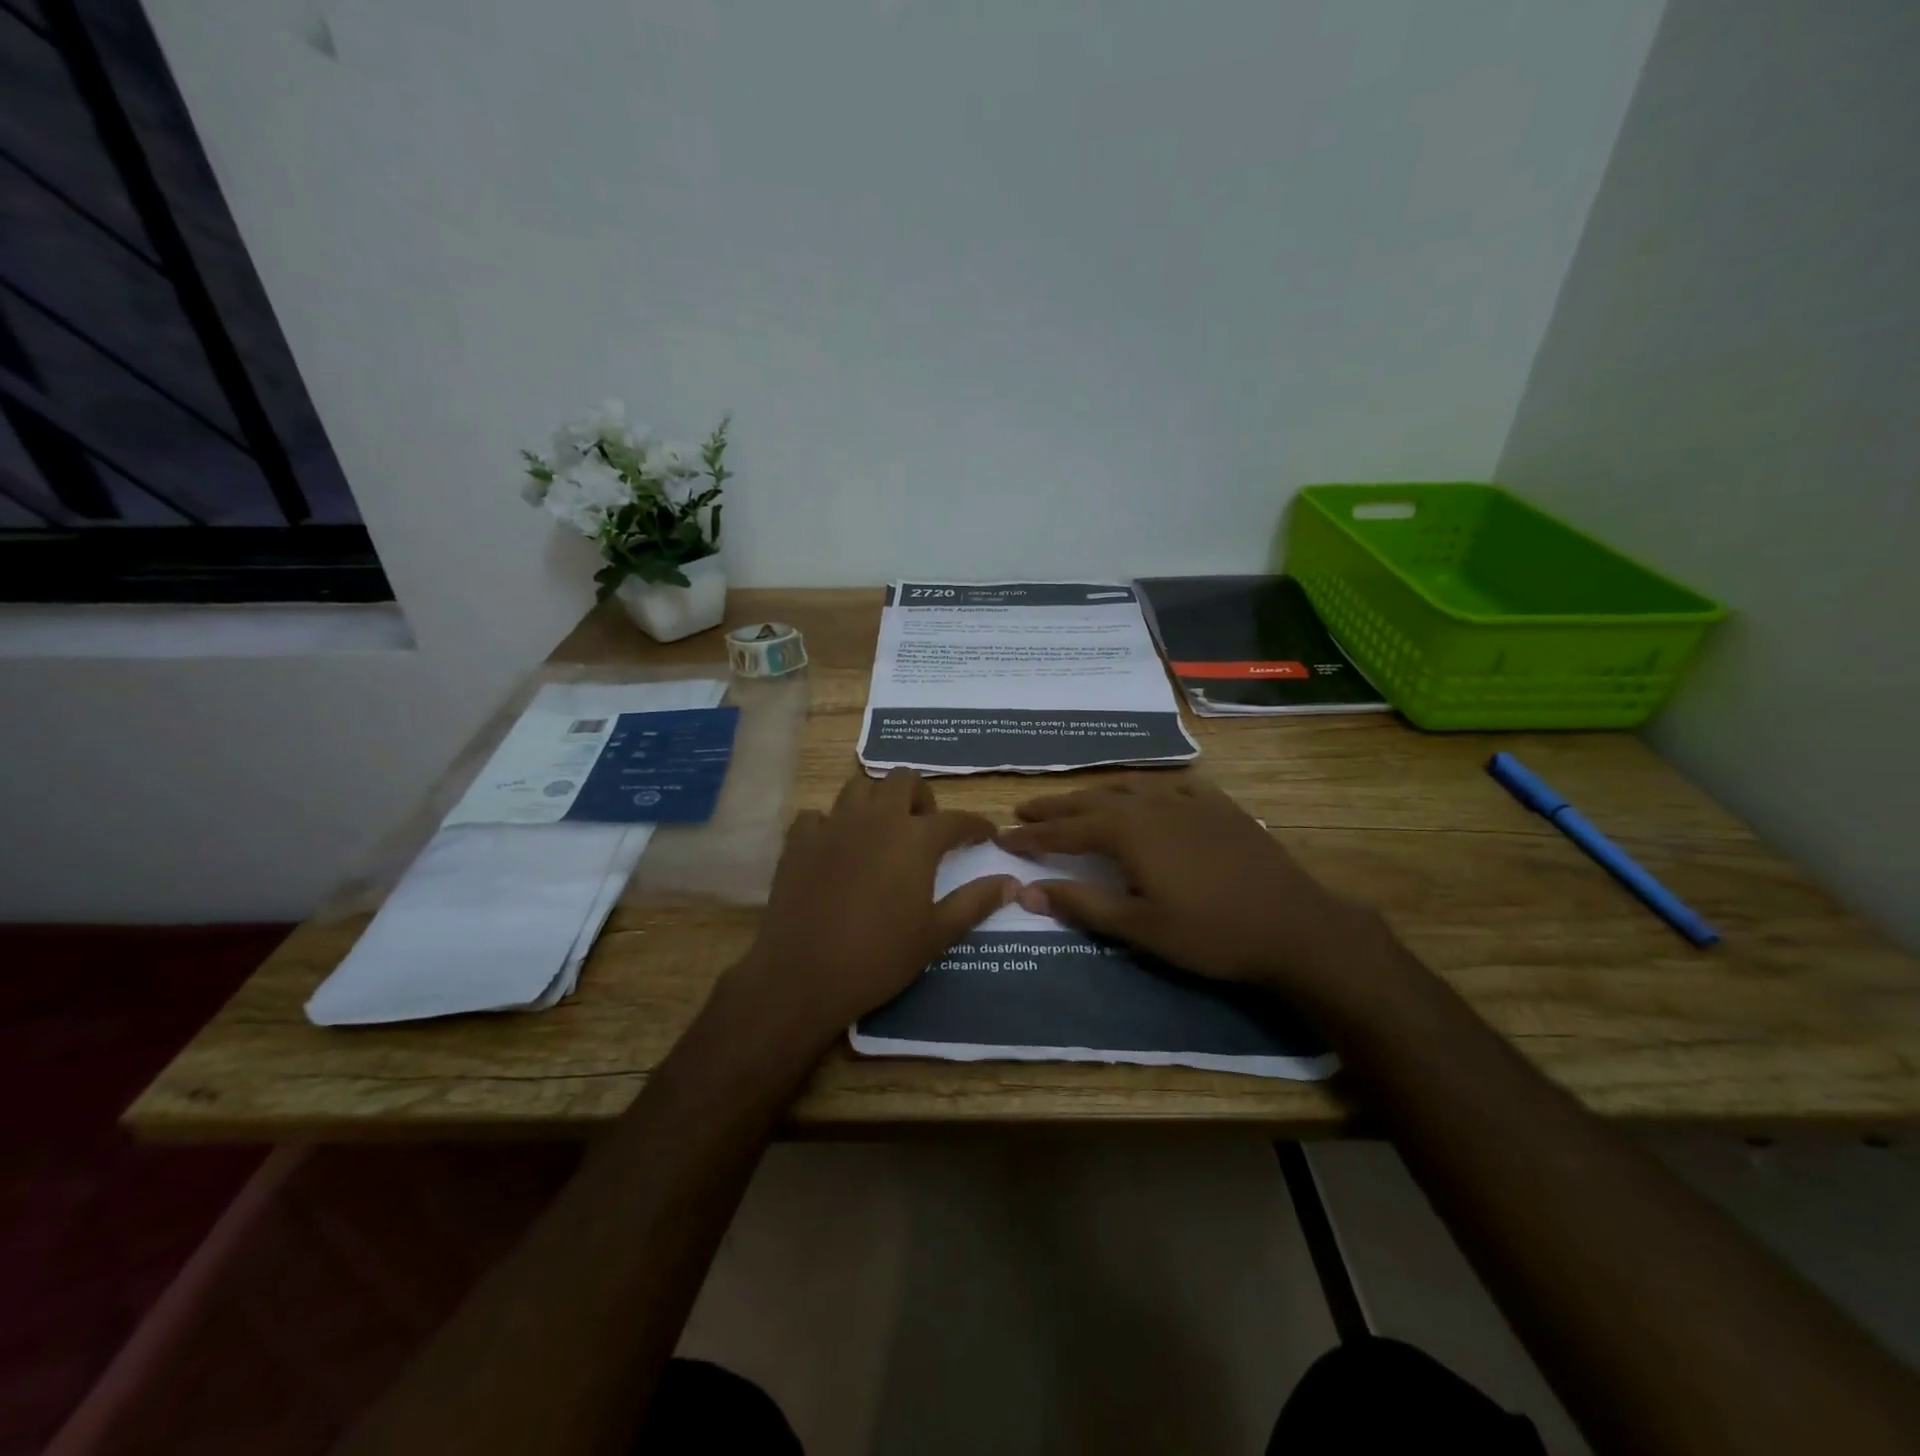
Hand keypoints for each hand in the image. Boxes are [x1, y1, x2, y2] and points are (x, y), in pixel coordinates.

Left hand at [733, 769, 1015, 1048]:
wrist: (802, 975)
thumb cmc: (878, 957)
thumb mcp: (936, 934)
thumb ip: (975, 902)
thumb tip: (1013, 883)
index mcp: (915, 839)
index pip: (957, 819)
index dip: (976, 825)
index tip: (986, 834)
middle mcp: (876, 818)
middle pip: (904, 780)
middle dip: (921, 797)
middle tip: (925, 829)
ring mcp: (833, 825)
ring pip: (859, 787)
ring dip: (877, 801)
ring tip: (881, 831)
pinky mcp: (799, 840)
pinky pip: (817, 815)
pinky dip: (831, 824)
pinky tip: (836, 848)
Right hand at [997, 777, 1381, 994]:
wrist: (1294, 925)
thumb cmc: (1210, 933)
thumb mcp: (1139, 928)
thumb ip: (1082, 904)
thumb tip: (1027, 891)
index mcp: (1127, 832)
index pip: (1065, 831)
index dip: (1031, 835)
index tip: (1002, 836)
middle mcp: (1151, 805)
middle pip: (1090, 801)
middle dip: (1054, 807)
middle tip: (1023, 809)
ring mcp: (1188, 801)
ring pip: (1128, 788)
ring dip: (1094, 794)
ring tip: (1074, 801)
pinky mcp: (1219, 807)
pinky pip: (1170, 788)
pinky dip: (1145, 789)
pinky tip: (1147, 795)